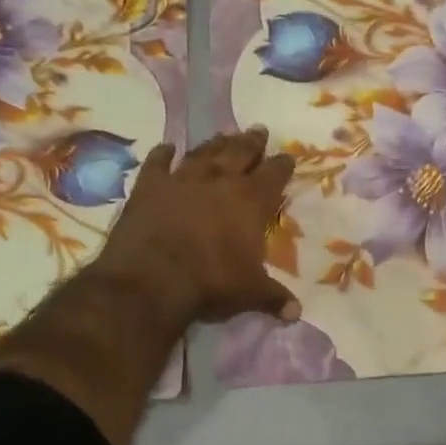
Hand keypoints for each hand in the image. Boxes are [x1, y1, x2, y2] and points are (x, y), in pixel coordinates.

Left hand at [91, 127, 299, 325]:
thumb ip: (274, 297)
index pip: (274, 175)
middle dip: (252, 142)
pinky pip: (158, 163)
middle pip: (240, 153)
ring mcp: (182, 179)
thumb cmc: (211, 282)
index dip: (282, 165)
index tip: (288, 156)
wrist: (153, 278)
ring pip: (204, 152)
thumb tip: (296, 314)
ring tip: (225, 134)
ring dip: (216, 142)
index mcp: (251, 201)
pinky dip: (163, 154)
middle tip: (259, 130)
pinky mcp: (149, 186)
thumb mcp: (250, 293)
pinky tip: (167, 146)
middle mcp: (219, 181)